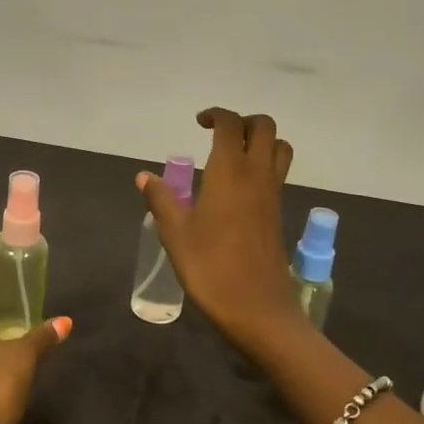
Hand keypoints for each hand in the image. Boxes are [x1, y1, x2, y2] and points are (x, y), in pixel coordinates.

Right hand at [138, 107, 301, 354]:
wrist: (257, 308)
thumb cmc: (211, 267)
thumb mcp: (176, 234)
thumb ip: (161, 199)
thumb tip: (145, 176)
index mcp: (230, 171)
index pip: (231, 125)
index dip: (216, 115)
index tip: (198, 123)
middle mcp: (257, 174)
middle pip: (264, 127)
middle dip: (243, 121)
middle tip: (217, 135)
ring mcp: (272, 193)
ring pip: (279, 147)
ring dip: (260, 140)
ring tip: (233, 155)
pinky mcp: (278, 213)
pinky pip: (278, 172)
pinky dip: (264, 163)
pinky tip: (239, 186)